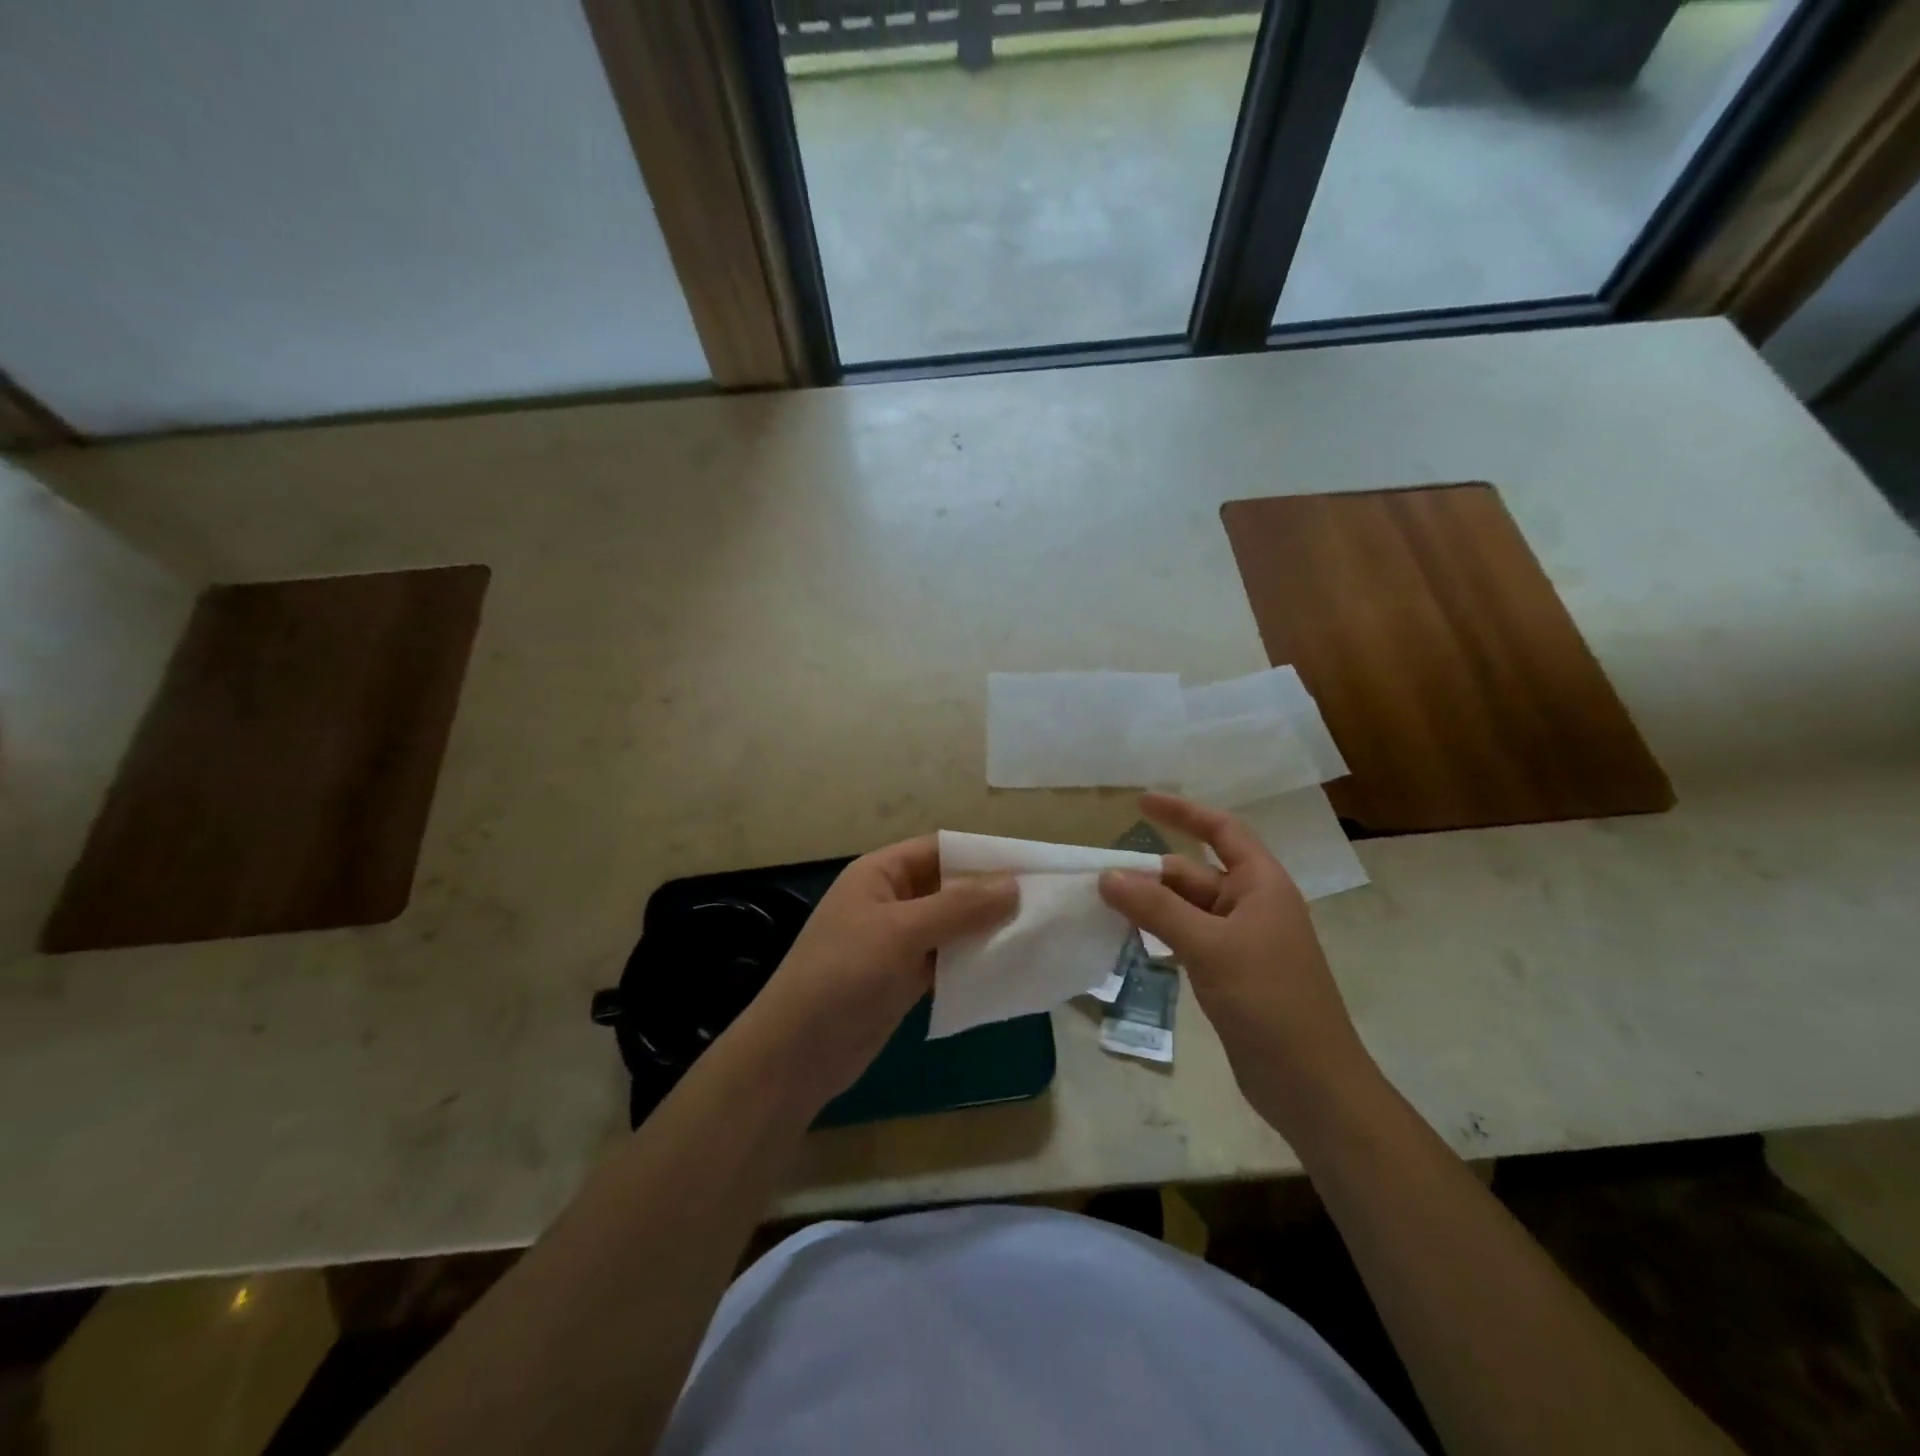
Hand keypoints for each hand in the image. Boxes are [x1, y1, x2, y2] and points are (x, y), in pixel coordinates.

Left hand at [739, 836, 1016, 1107]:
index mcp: (881, 873)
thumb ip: (958, 907)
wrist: (797, 1053)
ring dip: (986, 930)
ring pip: (951, 926)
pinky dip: (973, 962)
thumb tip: (1014, 885)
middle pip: (949, 887)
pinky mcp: (903, 978)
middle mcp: (891, 900)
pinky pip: (946, 960)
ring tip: (1036, 935)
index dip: (984, 855)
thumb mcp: (901, 932)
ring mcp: (897, 941)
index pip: (941, 849)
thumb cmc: (843, 975)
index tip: (1033, 866)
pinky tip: (1008, 968)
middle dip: (990, 894)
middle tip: (1044, 904)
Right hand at [1099, 792, 1377, 1133]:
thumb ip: (1157, 909)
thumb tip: (1107, 876)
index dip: (1183, 812)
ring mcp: (1240, 942)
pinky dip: (1159, 934)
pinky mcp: (1229, 973)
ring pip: (1186, 909)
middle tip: (1097, 876)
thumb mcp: (1210, 946)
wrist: (1310, 1084)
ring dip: (1150, 905)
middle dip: (1150, 872)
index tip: (1140, 802)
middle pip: (1193, 874)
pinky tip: (1128, 940)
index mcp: (1261, 885)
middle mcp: (1252, 905)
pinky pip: (1187, 939)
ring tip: (1102, 905)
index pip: (1221, 831)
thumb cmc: (1268, 1001)